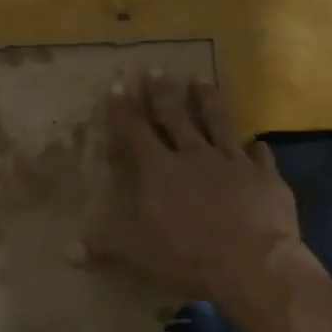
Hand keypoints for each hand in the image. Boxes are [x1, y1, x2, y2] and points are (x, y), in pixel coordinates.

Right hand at [78, 74, 307, 309]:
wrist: (254, 263)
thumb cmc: (188, 255)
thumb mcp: (138, 253)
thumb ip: (104, 245)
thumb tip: (66, 250)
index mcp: (160, 170)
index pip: (136, 131)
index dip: (124, 109)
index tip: (118, 85)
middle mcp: (194, 156)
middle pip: (175, 117)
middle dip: (162, 93)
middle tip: (156, 68)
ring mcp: (232, 162)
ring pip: (218, 122)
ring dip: (208, 101)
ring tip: (201, 80)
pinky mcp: (264, 177)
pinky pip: (260, 156)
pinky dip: (256, 149)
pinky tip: (257, 142)